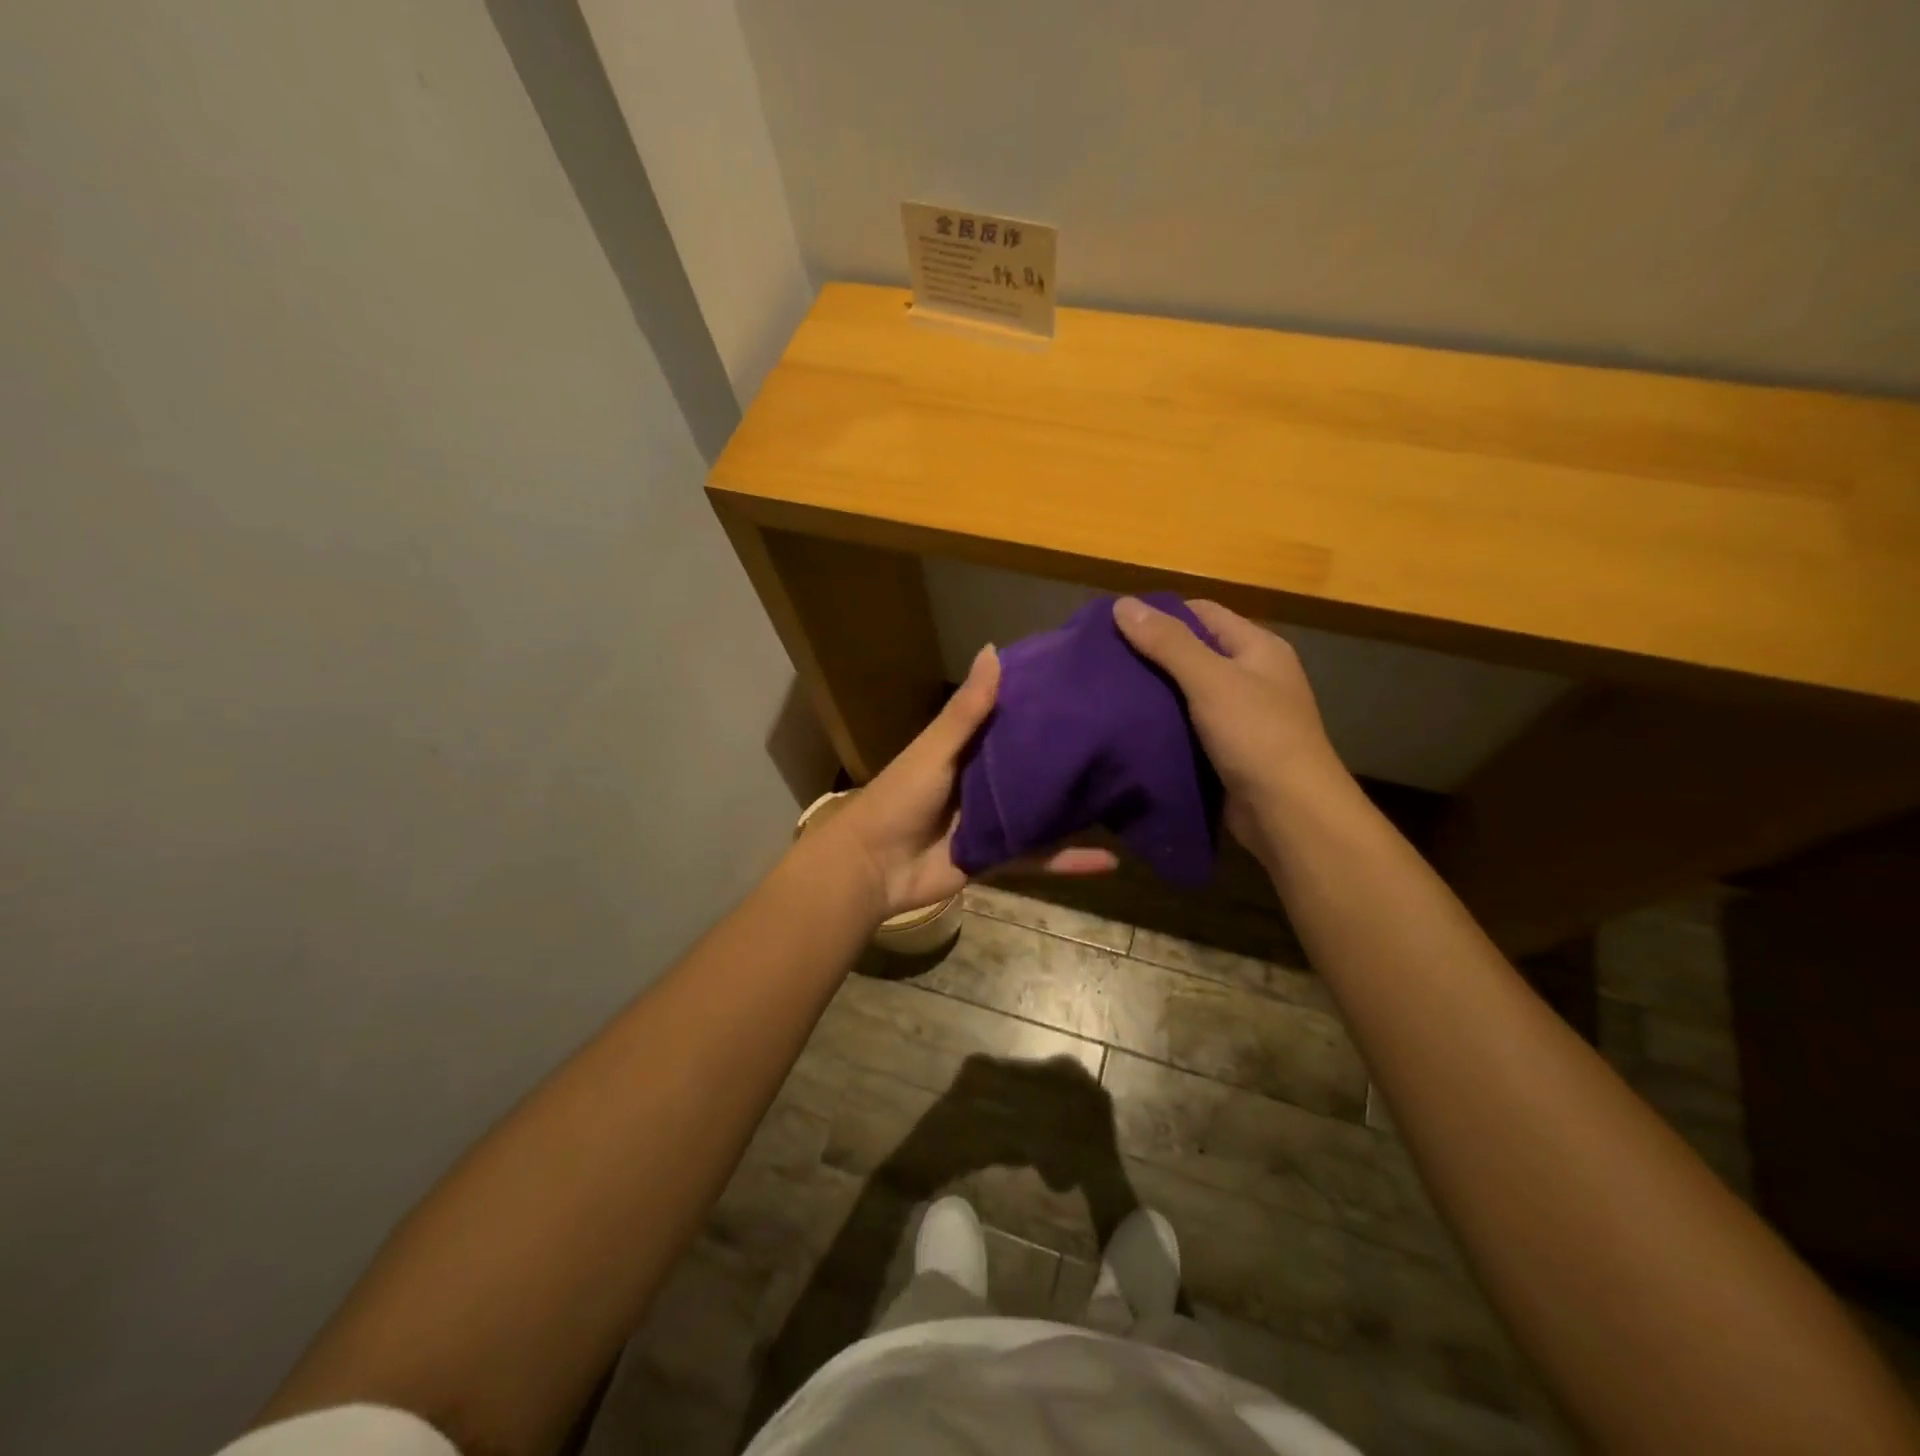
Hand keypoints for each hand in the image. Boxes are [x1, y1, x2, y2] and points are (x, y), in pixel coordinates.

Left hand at [825, 645, 1116, 921]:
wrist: (872, 868)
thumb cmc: (900, 798)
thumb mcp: (936, 749)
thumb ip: (967, 710)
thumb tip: (995, 648)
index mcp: (968, 748)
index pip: (1013, 718)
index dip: (1044, 703)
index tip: (1087, 684)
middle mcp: (986, 780)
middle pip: (1035, 765)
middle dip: (1072, 754)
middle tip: (1125, 736)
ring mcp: (996, 820)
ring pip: (1045, 811)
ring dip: (1078, 807)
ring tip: (1129, 793)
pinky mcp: (1000, 857)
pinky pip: (1041, 857)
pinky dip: (1071, 861)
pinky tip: (1112, 861)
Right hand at [1112, 596, 1344, 861]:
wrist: (1288, 813)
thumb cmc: (1256, 735)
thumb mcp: (1211, 680)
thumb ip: (1168, 642)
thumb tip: (1122, 604)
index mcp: (1257, 648)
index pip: (1202, 613)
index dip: (1160, 614)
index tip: (1113, 625)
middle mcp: (1252, 676)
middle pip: (1193, 652)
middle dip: (1150, 654)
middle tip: (1102, 661)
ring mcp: (1240, 716)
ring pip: (1186, 692)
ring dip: (1153, 692)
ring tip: (1106, 692)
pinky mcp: (1226, 750)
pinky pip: (1187, 726)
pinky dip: (1162, 724)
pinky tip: (1129, 726)